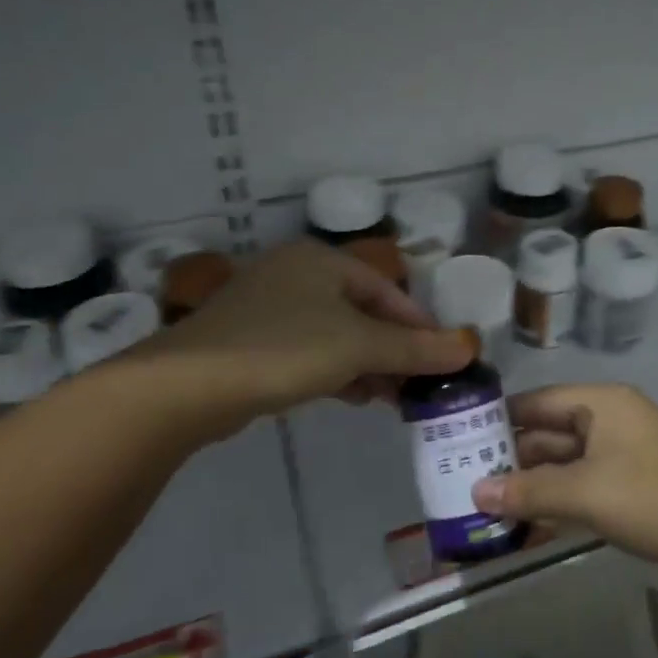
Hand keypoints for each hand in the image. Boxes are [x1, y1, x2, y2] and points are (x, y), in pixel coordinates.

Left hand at [121, 242, 472, 441]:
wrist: (187, 386)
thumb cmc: (284, 349)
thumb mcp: (359, 345)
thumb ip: (415, 348)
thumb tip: (469, 348)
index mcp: (321, 260)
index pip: (387, 289)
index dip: (420, 325)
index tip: (444, 359)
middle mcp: (296, 274)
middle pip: (363, 311)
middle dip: (394, 349)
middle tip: (420, 384)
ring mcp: (269, 308)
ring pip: (336, 334)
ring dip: (369, 364)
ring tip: (393, 398)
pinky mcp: (250, 342)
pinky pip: (309, 351)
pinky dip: (337, 371)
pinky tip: (355, 397)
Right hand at [471, 384, 657, 579]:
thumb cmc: (652, 497)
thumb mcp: (584, 493)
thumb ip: (528, 492)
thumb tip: (475, 493)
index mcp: (600, 404)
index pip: (537, 402)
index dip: (499, 419)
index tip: (460, 440)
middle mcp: (610, 419)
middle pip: (549, 433)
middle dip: (513, 458)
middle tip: (469, 482)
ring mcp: (623, 452)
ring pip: (566, 462)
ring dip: (534, 484)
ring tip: (490, 507)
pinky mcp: (633, 483)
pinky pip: (585, 484)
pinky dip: (560, 499)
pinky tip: (530, 524)